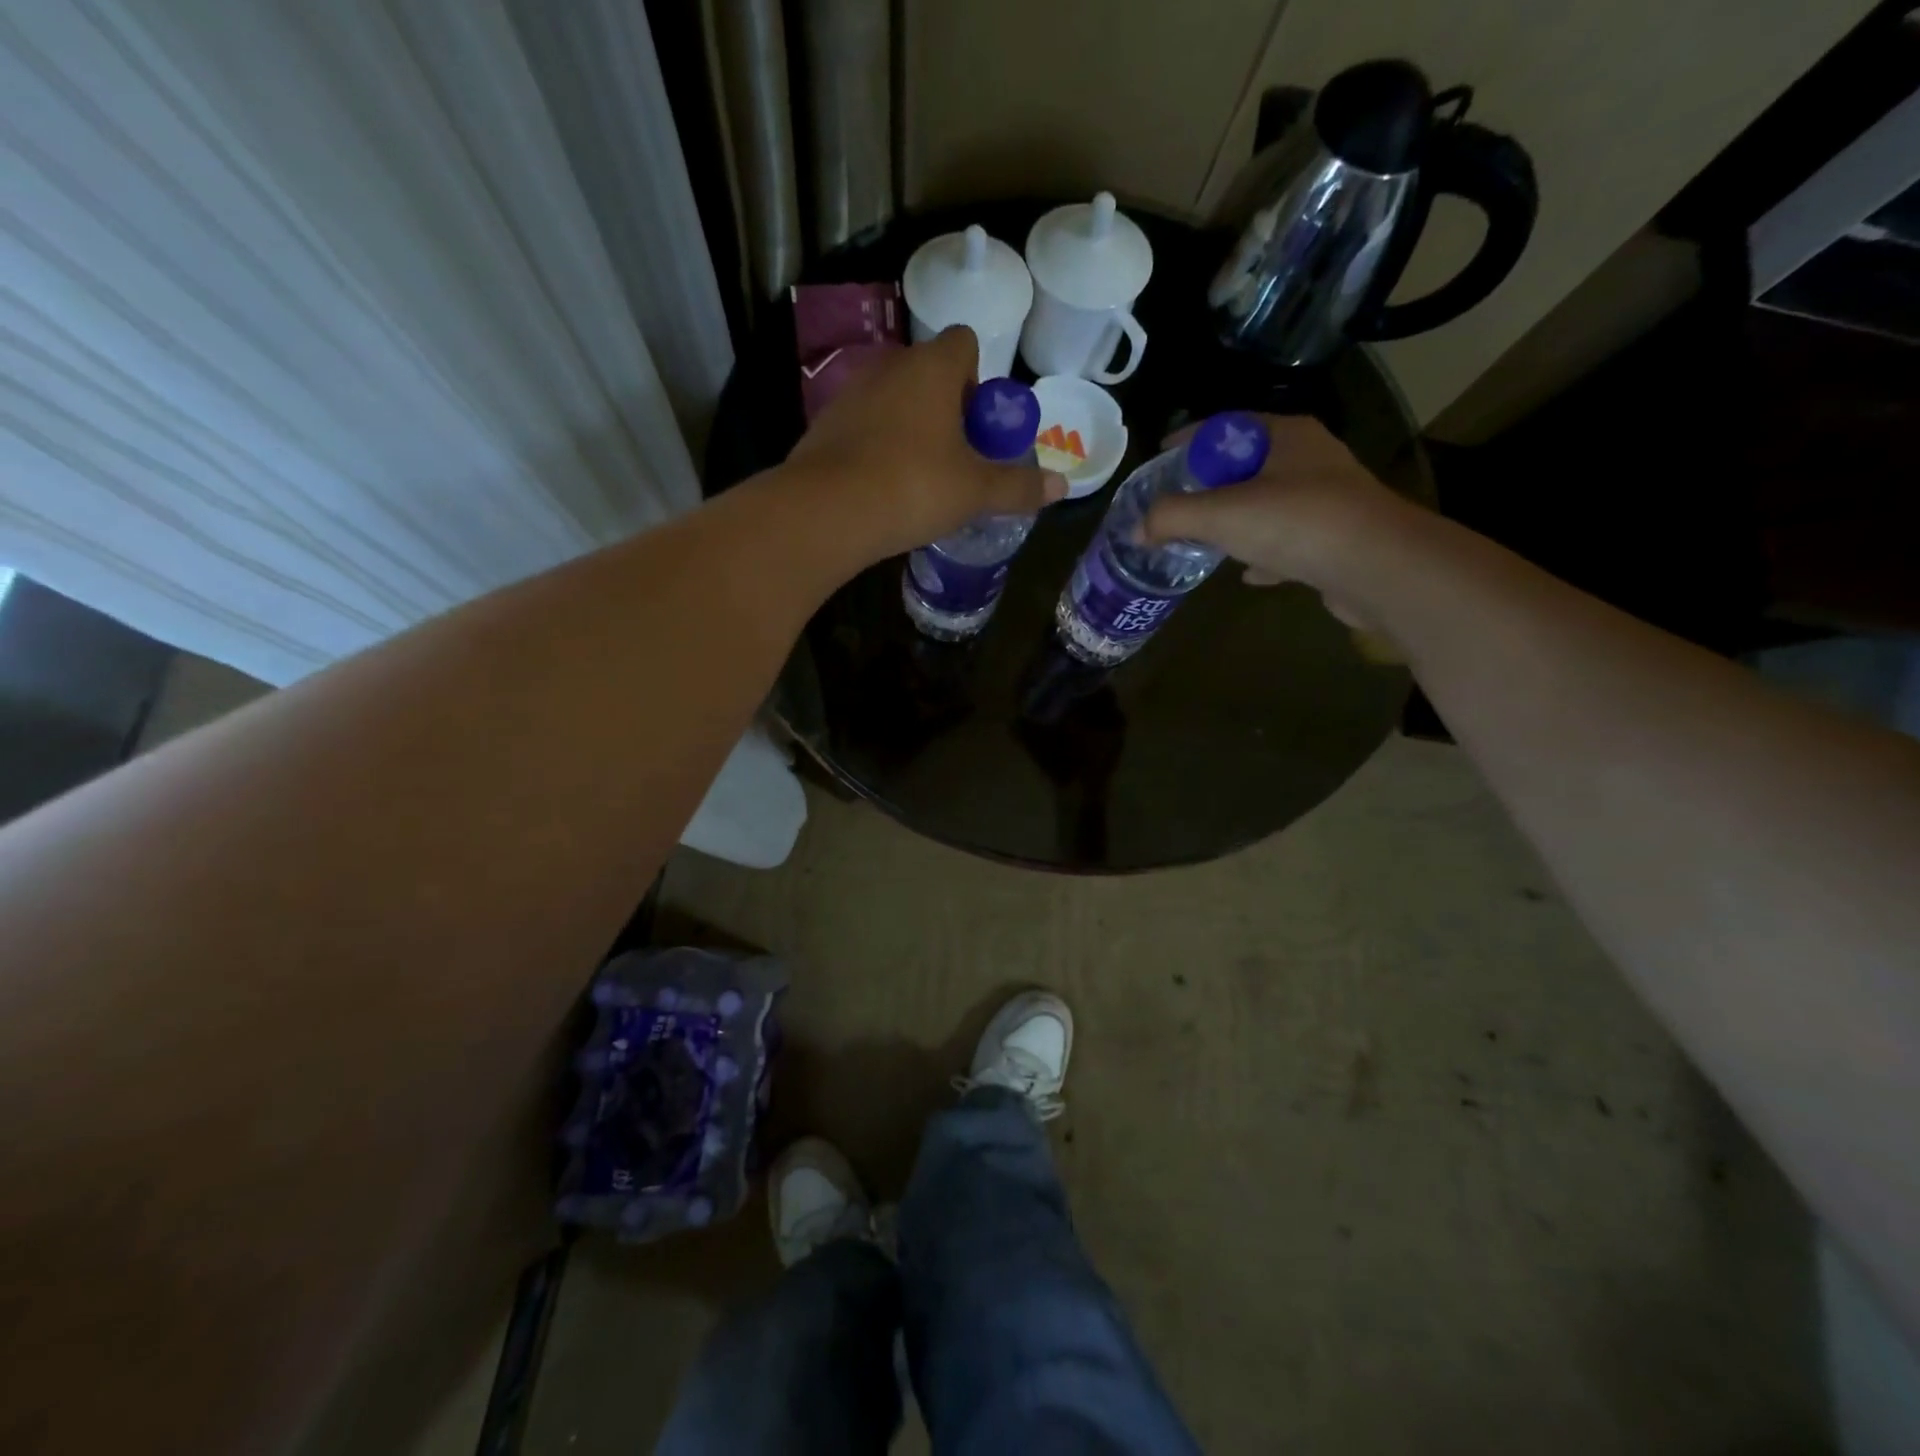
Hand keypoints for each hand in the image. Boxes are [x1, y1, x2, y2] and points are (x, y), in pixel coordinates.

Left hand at [785, 327, 1065, 560]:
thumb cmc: (914, 486)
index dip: (979, 379)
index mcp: (932, 367)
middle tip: (958, 458)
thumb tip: (1062, 488)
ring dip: (911, 428)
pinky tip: (883, 487)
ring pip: (894, 400)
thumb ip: (1018, 487)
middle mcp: (890, 367)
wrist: (828, 511)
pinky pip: (865, 426)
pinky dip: (878, 447)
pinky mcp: (825, 425)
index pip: (964, 342)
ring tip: (920, 478)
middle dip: (948, 409)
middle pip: (929, 373)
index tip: (981, 425)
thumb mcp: (975, 492)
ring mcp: (852, 393)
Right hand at [1141, 414, 1414, 625]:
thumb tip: (1137, 529)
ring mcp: (1328, 499)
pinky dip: (1265, 553)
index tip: (1159, 455)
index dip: (1188, 439)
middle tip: (1177, 502)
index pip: (1226, 425)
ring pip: (1269, 503)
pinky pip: (1289, 541)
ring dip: (1238, 520)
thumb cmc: (1296, 523)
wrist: (1378, 568)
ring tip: (1205, 539)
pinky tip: (1248, 573)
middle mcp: (1310, 458)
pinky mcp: (1338, 538)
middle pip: (1247, 464)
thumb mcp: (1221, 515)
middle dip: (1210, 484)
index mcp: (1285, 436)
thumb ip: (1172, 517)